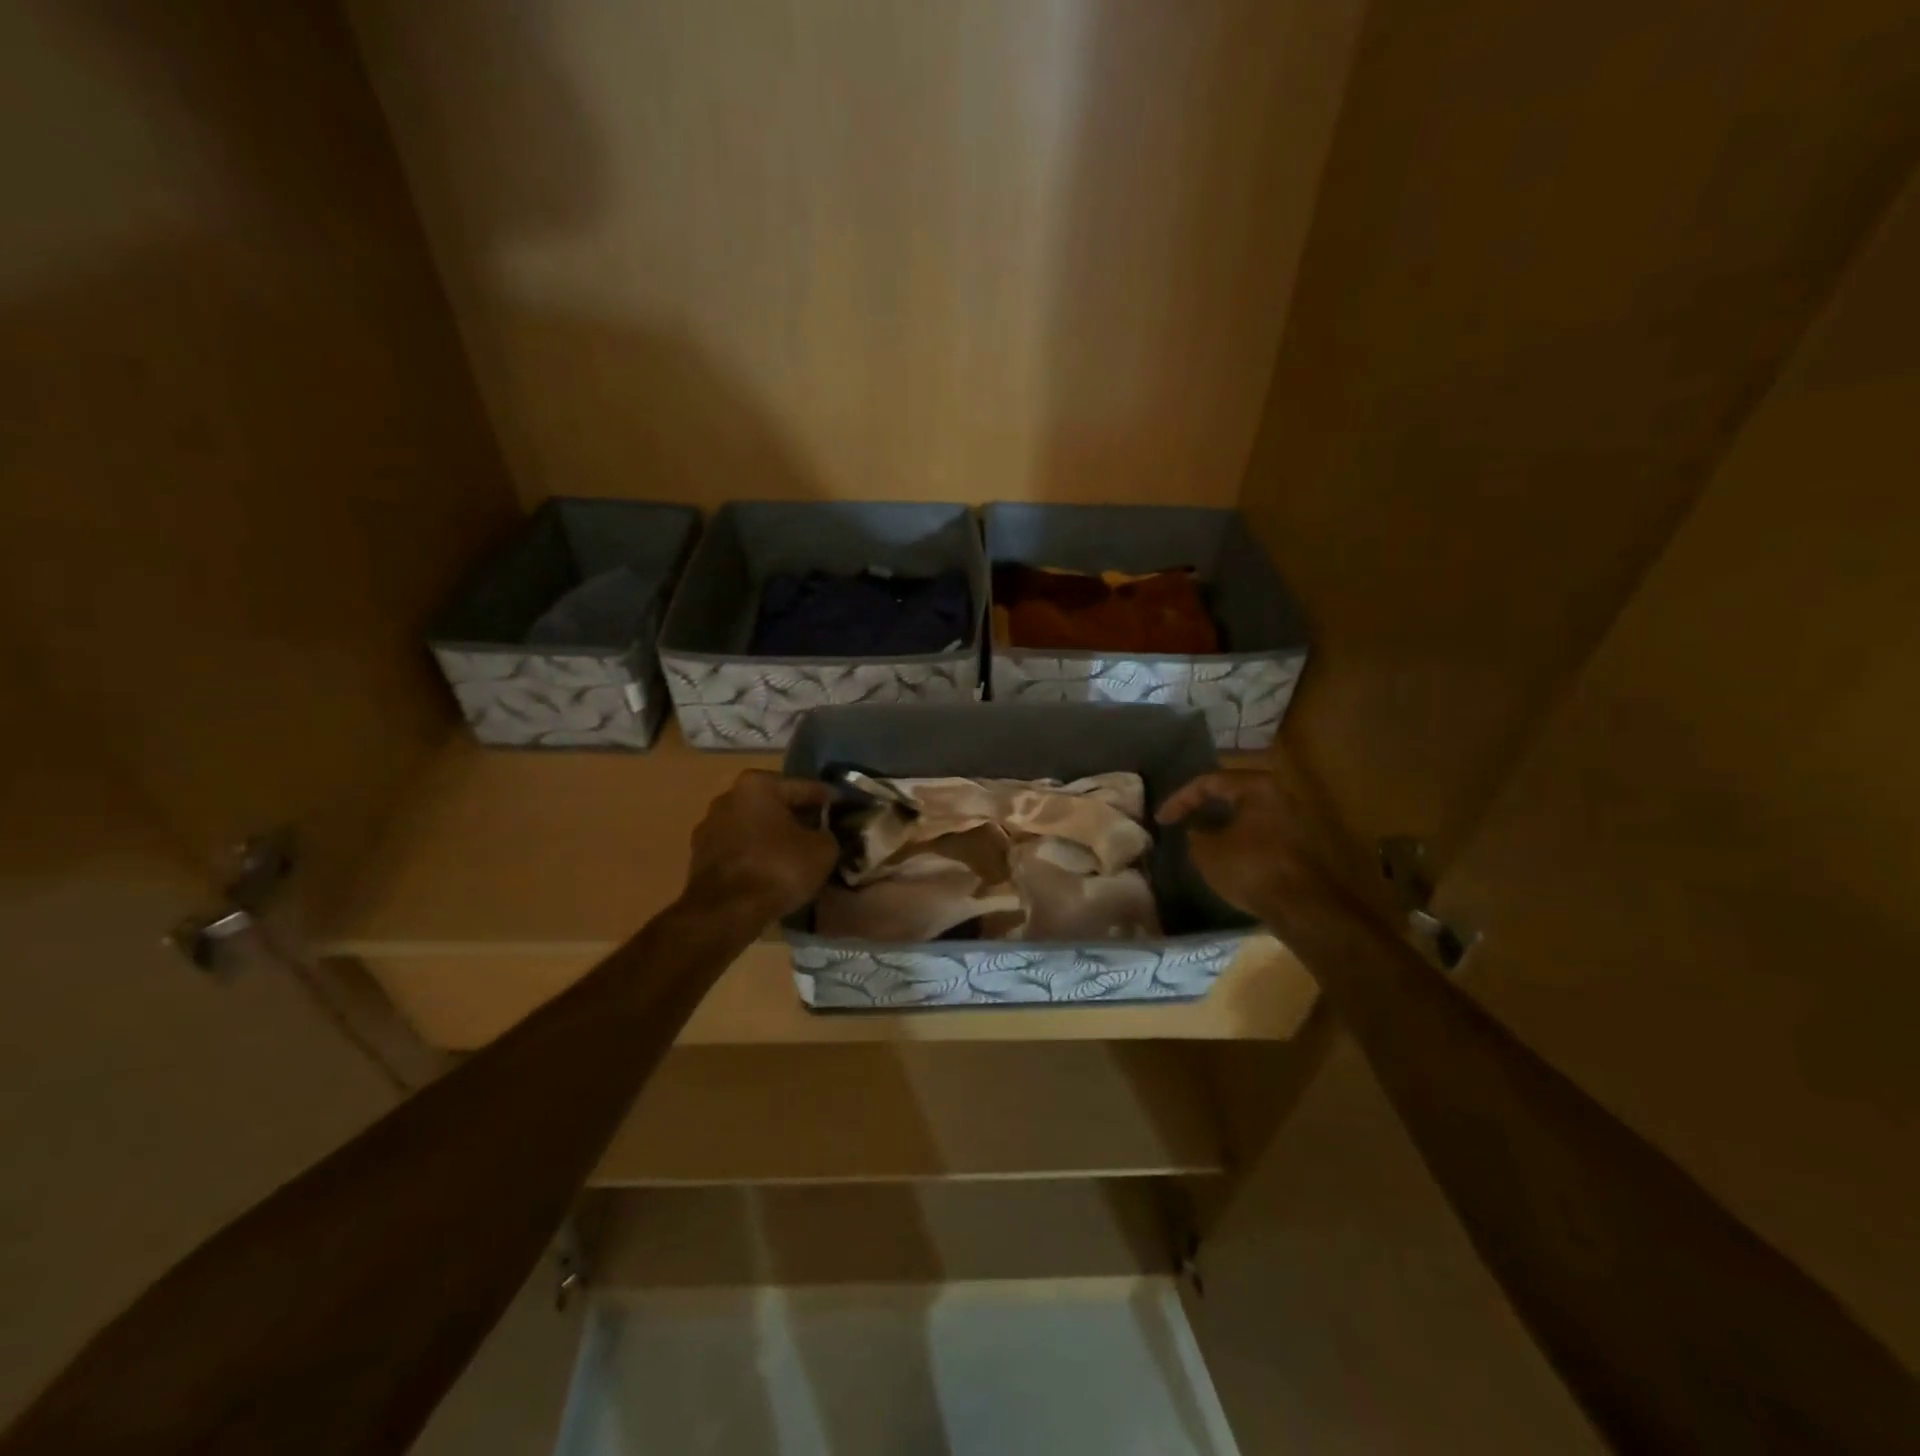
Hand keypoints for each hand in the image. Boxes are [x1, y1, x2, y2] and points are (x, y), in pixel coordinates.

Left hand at [684, 771, 839, 917]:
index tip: (845, 810)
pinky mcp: (700, 856)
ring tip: (798, 856)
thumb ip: (829, 834)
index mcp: (758, 784)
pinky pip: (740, 849)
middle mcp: (728, 797)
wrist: (725, 912)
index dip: (830, 800)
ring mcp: (710, 827)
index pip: (805, 787)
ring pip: (755, 828)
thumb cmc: (777, 869)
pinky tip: (774, 871)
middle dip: (798, 818)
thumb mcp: (823, 850)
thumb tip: (825, 835)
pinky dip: (757, 856)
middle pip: (776, 805)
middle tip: (823, 833)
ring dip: (775, 838)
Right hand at [1155, 763, 1337, 919]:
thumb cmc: (1251, 869)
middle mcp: (1281, 794)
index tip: (1162, 820)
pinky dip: (1241, 836)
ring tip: (1202, 837)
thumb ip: (1196, 835)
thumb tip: (1197, 831)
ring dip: (1224, 823)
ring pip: (1249, 813)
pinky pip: (1263, 831)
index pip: (1209, 782)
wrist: (1303, 907)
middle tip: (1182, 819)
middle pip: (1233, 793)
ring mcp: (1296, 818)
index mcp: (1257, 786)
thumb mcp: (1207, 852)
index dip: (1180, 799)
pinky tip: (1228, 853)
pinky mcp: (1302, 843)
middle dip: (1205, 806)